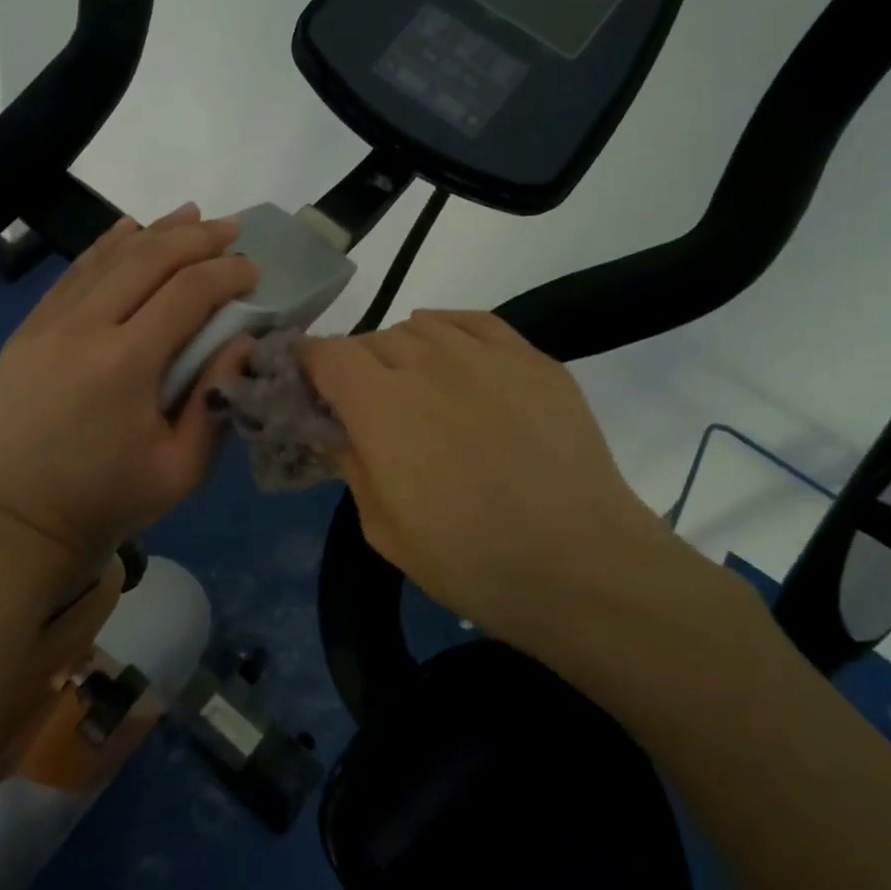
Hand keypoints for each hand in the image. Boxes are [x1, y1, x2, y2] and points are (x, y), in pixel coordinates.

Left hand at [0, 205, 257, 575]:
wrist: (17, 521)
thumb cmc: (108, 501)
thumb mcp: (182, 468)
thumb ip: (217, 399)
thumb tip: (244, 341)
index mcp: (125, 363)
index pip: (187, 293)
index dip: (226, 273)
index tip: (254, 269)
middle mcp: (83, 328)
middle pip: (147, 260)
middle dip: (195, 239)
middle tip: (231, 229)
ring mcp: (46, 325)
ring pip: (106, 258)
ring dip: (153, 232)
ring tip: (190, 214)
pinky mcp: (26, 332)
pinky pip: (72, 275)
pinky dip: (104, 247)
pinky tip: (128, 231)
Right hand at [303, 311, 741, 681]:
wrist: (581, 566)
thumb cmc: (469, 560)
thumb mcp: (383, 528)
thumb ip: (351, 465)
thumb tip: (336, 431)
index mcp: (381, 405)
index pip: (328, 353)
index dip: (309, 363)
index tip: (309, 383)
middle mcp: (429, 363)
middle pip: (373, 338)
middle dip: (357, 366)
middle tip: (367, 405)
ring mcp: (486, 356)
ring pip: (422, 326)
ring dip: (403, 351)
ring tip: (413, 384)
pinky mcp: (533, 359)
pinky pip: (476, 322)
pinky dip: (449, 330)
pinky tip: (449, 351)